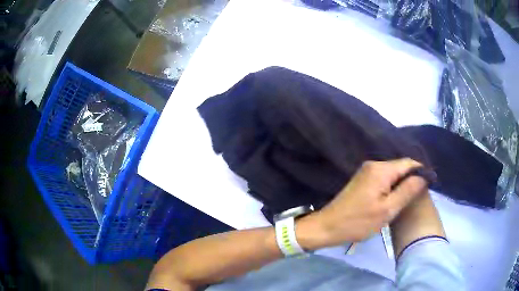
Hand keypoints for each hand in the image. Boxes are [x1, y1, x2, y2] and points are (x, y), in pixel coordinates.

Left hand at [296, 159, 427, 248]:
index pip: (409, 163)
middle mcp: (373, 165)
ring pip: (392, 173)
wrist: (327, 227)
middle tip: (418, 196)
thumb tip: (423, 176)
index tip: (429, 185)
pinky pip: (384, 179)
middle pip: (400, 167)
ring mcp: (366, 172)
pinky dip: (392, 186)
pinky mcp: (362, 180)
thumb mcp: (388, 210)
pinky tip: (394, 198)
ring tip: (408, 199)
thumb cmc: (358, 222)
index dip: (421, 172)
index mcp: (381, 169)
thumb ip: (407, 190)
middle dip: (411, 179)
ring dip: (402, 184)